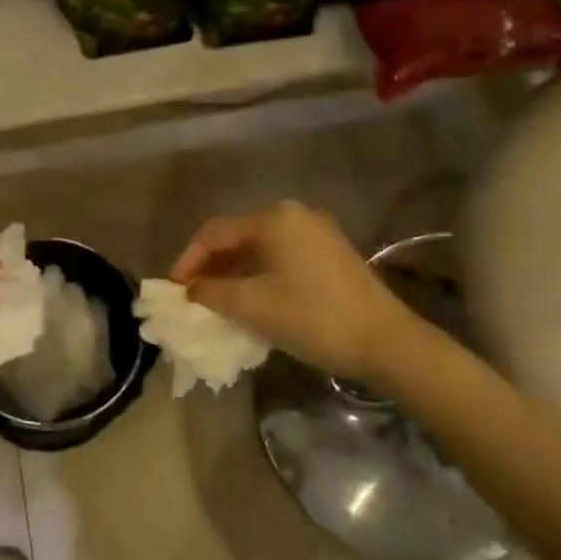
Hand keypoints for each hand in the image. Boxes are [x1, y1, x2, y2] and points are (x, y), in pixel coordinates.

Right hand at [170, 201, 427, 382]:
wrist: (387, 343)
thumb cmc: (313, 317)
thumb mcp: (252, 306)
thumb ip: (211, 292)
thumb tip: (190, 289)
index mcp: (273, 219)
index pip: (214, 233)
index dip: (188, 260)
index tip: (173, 290)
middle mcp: (295, 216)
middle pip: (237, 237)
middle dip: (210, 267)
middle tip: (192, 296)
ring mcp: (318, 234)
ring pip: (260, 249)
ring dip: (234, 274)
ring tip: (217, 302)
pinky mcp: (332, 255)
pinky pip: (281, 259)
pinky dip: (259, 276)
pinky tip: (252, 301)